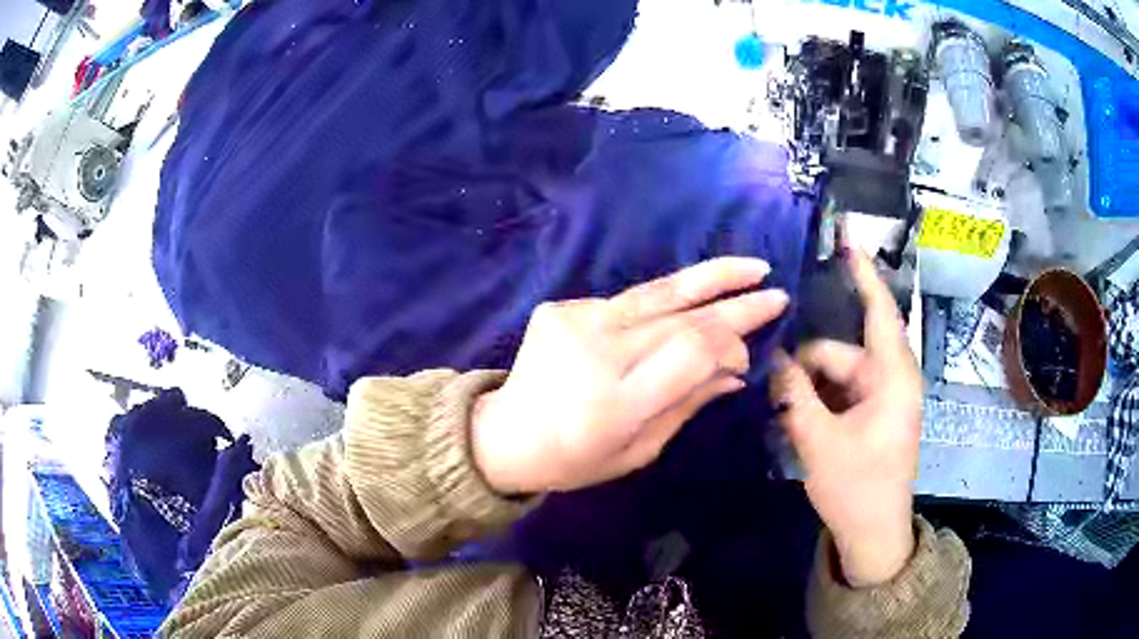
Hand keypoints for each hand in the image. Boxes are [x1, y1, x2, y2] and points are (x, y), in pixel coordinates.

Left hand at [472, 258, 788, 494]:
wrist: (504, 435)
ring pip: (657, 294)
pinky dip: (661, 305)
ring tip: (750, 267)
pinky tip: (683, 308)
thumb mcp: (638, 451)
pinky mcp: (561, 307)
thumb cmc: (575, 459)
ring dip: (709, 278)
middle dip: (734, 305)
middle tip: (774, 293)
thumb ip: (687, 405)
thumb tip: (736, 371)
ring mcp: (575, 322)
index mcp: (616, 403)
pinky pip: (627, 303)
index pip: (691, 350)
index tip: (749, 351)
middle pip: (681, 317)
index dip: (729, 341)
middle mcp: (597, 353)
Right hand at [771, 249, 921, 587]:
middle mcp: (891, 380)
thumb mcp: (819, 441)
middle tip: (768, 380)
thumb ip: (795, 394)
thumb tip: (774, 356)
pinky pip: (841, 394)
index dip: (863, 273)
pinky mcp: (872, 417)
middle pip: (842, 352)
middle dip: (806, 364)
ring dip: (808, 387)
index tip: (846, 239)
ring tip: (778, 408)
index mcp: (892, 378)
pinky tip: (793, 416)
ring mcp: (882, 400)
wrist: (874, 535)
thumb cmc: (857, 487)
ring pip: (837, 375)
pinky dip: (818, 400)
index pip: (879, 311)